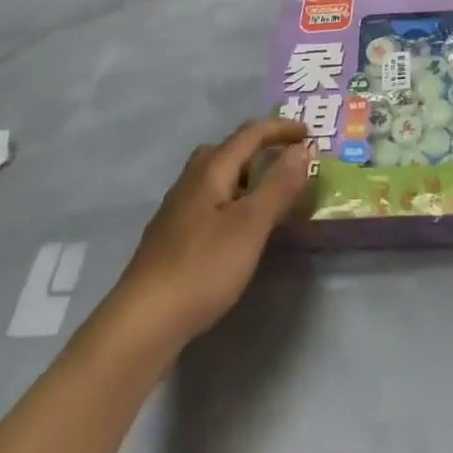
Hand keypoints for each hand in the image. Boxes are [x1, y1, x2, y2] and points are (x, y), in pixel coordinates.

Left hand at [108, 119, 312, 350]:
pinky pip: (209, 202)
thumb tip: (301, 149)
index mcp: (210, 170)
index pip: (249, 135)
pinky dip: (231, 200)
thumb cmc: (203, 267)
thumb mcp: (251, 225)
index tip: (309, 133)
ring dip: (245, 175)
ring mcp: (177, 211)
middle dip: (258, 147)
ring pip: (215, 177)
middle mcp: (190, 181)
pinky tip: (237, 229)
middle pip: (226, 150)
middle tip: (286, 160)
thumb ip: (278, 185)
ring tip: (267, 194)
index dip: (280, 129)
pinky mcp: (172, 238)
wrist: (143, 323)